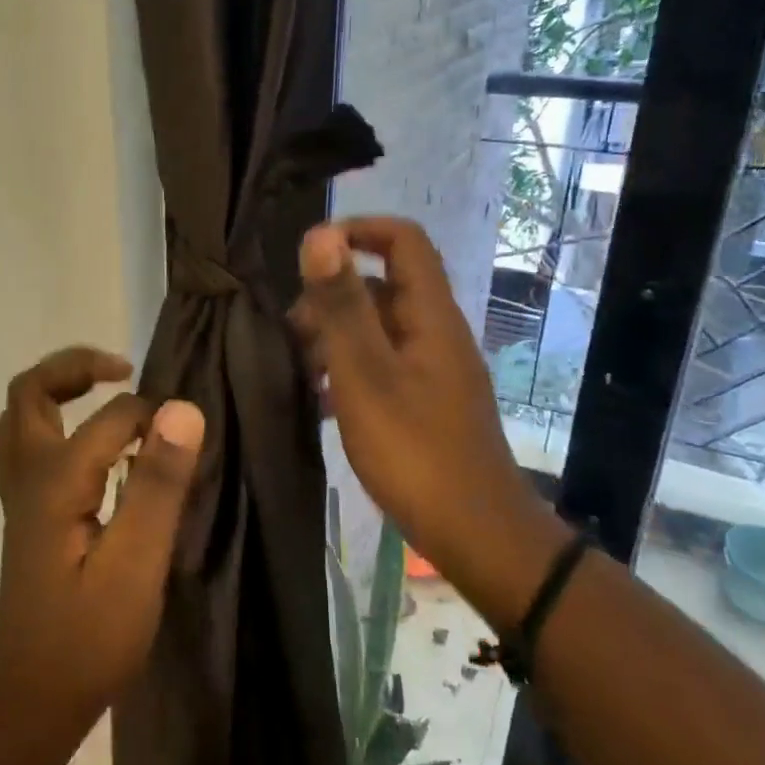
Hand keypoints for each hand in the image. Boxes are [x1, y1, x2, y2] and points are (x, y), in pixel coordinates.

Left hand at [0, 346, 204, 735]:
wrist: (33, 697)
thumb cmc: (90, 636)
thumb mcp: (137, 563)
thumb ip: (157, 484)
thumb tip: (183, 409)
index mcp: (55, 480)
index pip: (111, 416)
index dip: (153, 417)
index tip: (187, 439)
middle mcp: (28, 476)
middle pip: (29, 392)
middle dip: (74, 366)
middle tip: (123, 370)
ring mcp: (19, 496)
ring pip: (18, 417)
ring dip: (55, 391)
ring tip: (104, 393)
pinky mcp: (25, 516)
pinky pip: (25, 445)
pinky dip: (53, 423)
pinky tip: (90, 447)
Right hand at [289, 218, 556, 592]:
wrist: (475, 533)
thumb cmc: (415, 450)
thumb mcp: (366, 374)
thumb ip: (342, 305)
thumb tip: (319, 234)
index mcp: (429, 315)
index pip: (404, 240)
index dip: (358, 231)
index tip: (309, 255)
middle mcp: (435, 332)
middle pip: (383, 285)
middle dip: (331, 296)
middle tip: (290, 332)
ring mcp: (432, 369)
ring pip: (378, 328)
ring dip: (334, 336)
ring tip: (296, 368)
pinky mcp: (425, 401)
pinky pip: (381, 365)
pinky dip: (348, 370)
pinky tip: (319, 401)